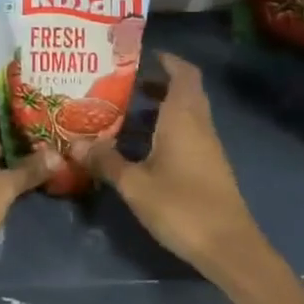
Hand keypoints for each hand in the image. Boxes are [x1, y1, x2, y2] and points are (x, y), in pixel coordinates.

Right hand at [89, 53, 267, 278]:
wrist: (229, 248)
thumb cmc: (181, 206)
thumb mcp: (134, 184)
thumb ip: (106, 161)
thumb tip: (75, 144)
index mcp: (183, 117)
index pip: (183, 73)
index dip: (167, 60)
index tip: (142, 55)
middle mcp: (199, 125)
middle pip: (185, 91)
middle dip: (158, 83)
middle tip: (125, 83)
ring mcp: (208, 147)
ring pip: (186, 114)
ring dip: (161, 108)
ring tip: (126, 113)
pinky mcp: (209, 167)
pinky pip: (188, 133)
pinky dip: (167, 129)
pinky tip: (142, 147)